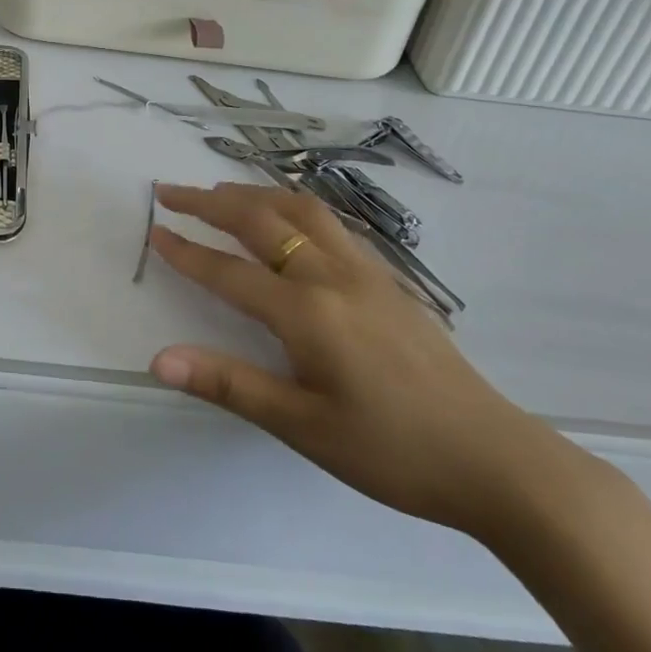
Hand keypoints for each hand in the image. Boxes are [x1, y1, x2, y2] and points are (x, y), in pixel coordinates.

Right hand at [148, 183, 590, 538]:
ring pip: (302, 209)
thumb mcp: (302, 426)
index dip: (187, 252)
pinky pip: (331, 223)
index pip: (229, 272)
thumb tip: (158, 359)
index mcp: (307, 312)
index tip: (154, 230)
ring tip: (221, 193)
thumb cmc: (391, 450)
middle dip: (210, 202)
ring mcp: (367, 272)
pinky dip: (294, 205)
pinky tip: (290, 219)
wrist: (495, 459)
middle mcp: (333, 276)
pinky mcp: (390, 280)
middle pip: (262, 221)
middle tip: (171, 192)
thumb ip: (228, 384)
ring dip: (254, 194)